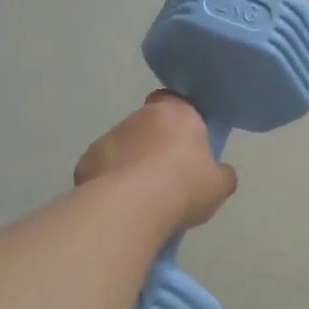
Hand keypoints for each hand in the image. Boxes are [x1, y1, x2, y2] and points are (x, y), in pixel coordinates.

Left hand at [74, 92, 237, 228]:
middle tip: (168, 177)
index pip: (175, 101)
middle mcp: (139, 116)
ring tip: (143, 198)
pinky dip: (111, 182)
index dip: (180, 120)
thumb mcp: (219, 186)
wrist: (131, 207)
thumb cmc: (184, 186)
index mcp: (176, 113)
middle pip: (148, 125)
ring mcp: (109, 137)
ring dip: (132, 164)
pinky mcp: (87, 160)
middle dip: (155, 145)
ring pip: (124, 147)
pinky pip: (104, 169)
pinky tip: (121, 205)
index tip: (186, 143)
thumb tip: (219, 173)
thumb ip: (221, 174)